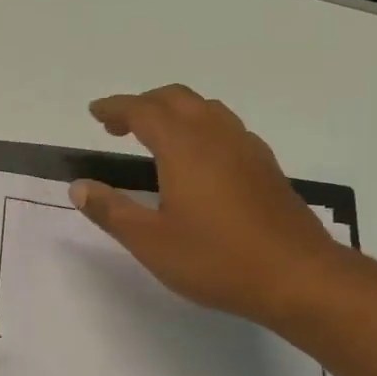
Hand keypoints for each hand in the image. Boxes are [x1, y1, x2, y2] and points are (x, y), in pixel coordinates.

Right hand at [72, 84, 345, 327]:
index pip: (143, 110)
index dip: (116, 107)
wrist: (297, 276)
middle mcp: (216, 136)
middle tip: (118, 125)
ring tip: (154, 137)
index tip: (95, 112)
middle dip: (143, 104)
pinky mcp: (265, 167)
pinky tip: (197, 160)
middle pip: (176, 99)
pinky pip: (226, 128)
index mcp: (184, 147)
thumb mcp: (150, 241)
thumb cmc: (215, 259)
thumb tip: (79, 187)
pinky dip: (200, 127)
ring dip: (174, 112)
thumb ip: (111, 210)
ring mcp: (247, 148)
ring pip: (206, 109)